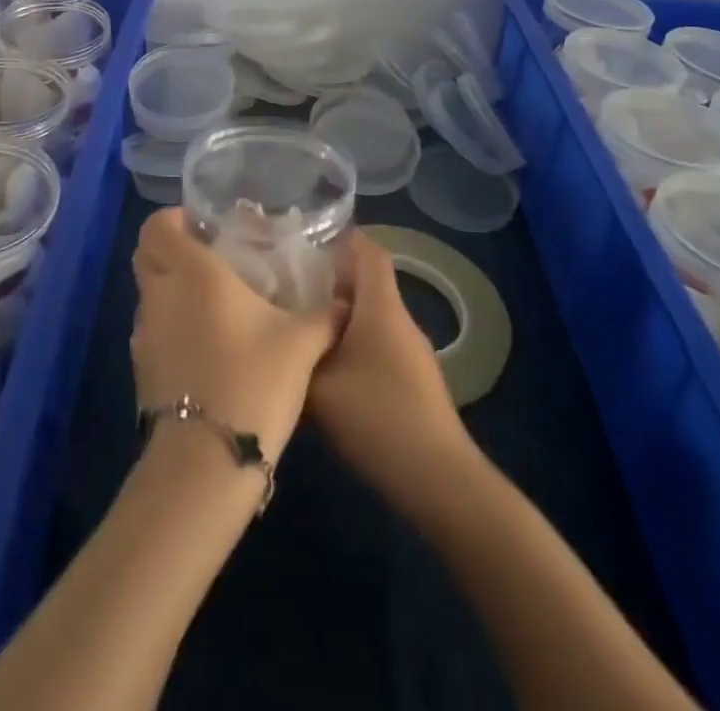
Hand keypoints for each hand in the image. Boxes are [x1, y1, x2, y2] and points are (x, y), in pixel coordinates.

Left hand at [131, 208, 341, 465]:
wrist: (207, 460)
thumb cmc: (253, 381)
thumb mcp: (301, 343)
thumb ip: (324, 316)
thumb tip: (345, 302)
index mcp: (193, 272)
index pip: (157, 225)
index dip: (174, 219)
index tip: (204, 226)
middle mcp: (161, 294)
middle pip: (146, 254)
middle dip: (169, 249)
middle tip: (208, 257)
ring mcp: (145, 333)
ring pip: (148, 293)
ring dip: (170, 289)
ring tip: (212, 303)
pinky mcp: (141, 368)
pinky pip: (151, 330)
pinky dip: (170, 326)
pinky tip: (205, 344)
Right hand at [309, 232, 470, 512]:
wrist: (439, 480)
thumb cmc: (378, 418)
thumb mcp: (319, 387)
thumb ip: (297, 355)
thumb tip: (280, 335)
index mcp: (381, 308)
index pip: (369, 253)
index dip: (344, 239)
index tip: (308, 238)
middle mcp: (400, 321)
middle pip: (367, 284)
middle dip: (330, 280)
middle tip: (289, 285)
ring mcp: (412, 352)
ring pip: (371, 317)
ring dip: (339, 316)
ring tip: (300, 325)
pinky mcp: (414, 381)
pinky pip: (378, 344)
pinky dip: (352, 343)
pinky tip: (326, 368)